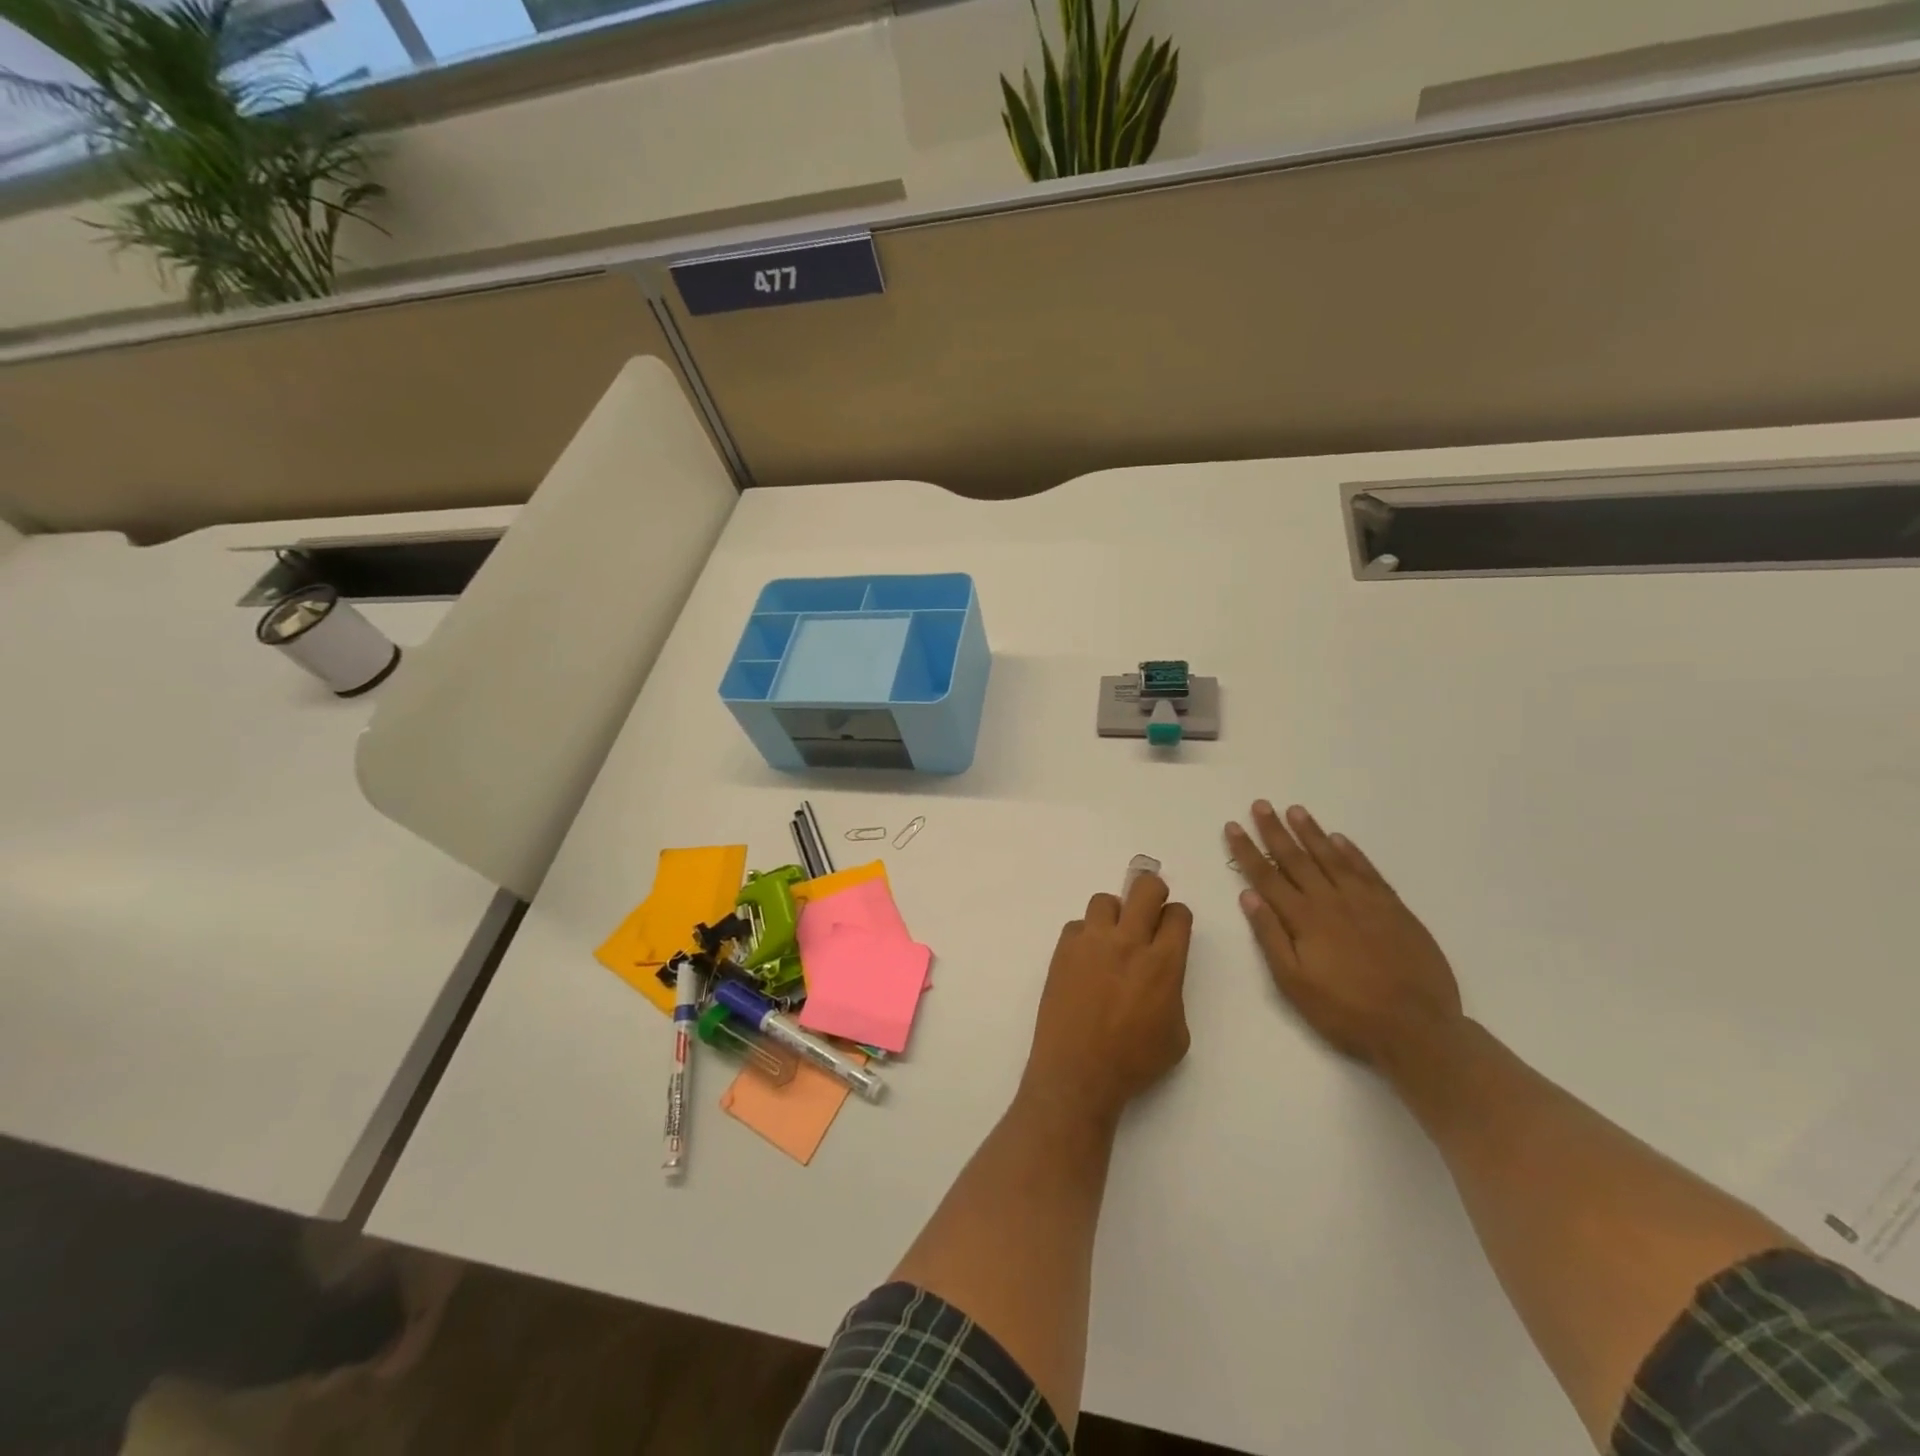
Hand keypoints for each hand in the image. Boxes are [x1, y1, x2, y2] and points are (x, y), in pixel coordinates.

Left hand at [1020, 872, 1193, 1129]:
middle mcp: (1128, 942)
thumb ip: (1173, 992)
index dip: (1177, 917)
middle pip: (1144, 888)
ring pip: (1105, 900)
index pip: (1177, 914)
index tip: (1172, 927)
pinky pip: (1077, 926)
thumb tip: (1159, 976)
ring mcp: (1091, 942)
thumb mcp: (1176, 1034)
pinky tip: (1086, 960)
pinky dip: (1085, 937)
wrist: (1078, 1071)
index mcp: (1163, 963)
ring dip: (1114, 914)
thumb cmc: (1134, 1061)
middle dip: (1152, 891)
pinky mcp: (1063, 950)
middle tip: (1149, 909)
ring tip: (1112, 938)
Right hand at [1228, 802, 1460, 1066]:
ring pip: (1331, 857)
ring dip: (1311, 833)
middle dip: (1274, 830)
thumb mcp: (1294, 983)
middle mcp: (1331, 901)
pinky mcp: (1394, 909)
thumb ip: (1271, 936)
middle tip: (1261, 805)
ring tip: (1295, 810)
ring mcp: (1365, 901)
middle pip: (1296, 858)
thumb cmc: (1345, 1012)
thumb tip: (1249, 896)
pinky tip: (1339, 839)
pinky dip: (1351, 852)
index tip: (1233, 826)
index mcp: (1303, 919)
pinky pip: (1367, 871)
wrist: (1416, 1029)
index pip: (1267, 876)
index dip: (1247, 850)